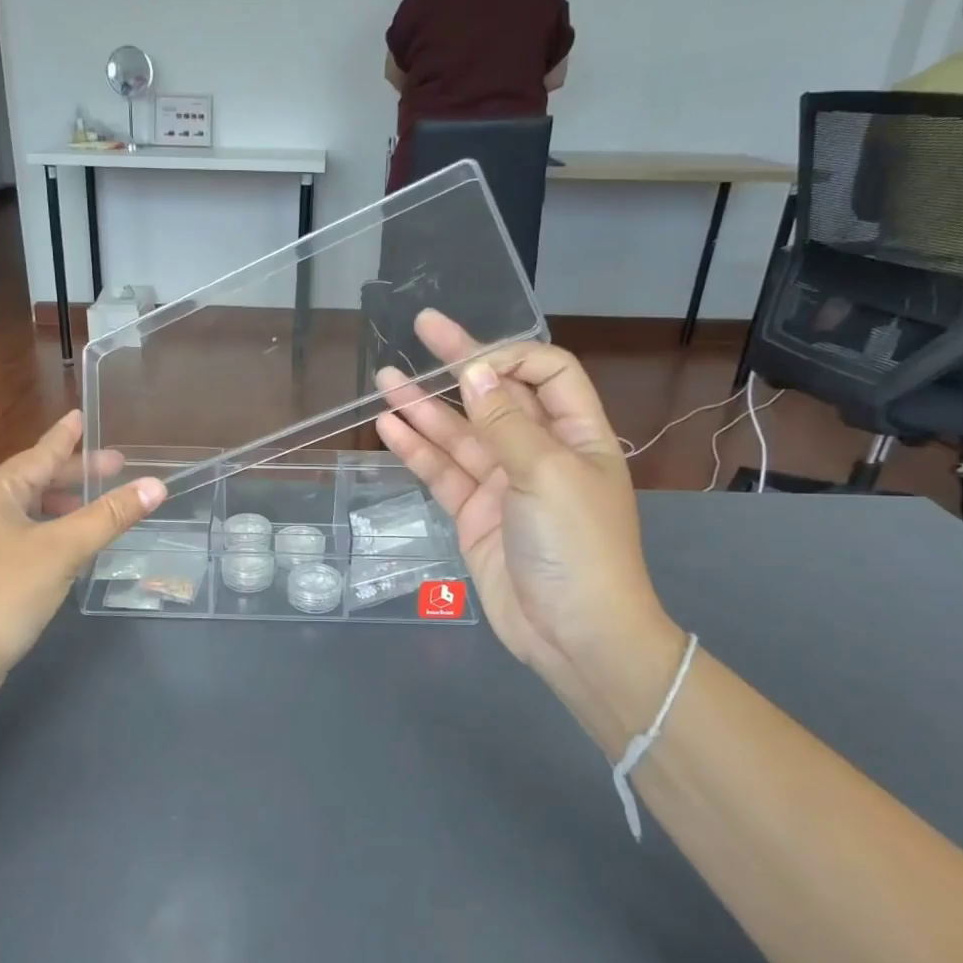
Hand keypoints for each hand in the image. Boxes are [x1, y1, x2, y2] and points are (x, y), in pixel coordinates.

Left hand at [0, 412, 164, 720]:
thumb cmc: (3, 593)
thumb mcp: (62, 549)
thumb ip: (109, 516)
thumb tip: (155, 485)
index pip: (38, 454)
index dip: (65, 437)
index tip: (82, 416)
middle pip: (35, 480)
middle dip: (74, 474)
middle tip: (115, 466)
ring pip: (30, 510)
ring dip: (64, 504)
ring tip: (98, 504)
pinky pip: (26, 534)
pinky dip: (52, 529)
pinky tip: (72, 543)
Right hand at [376, 312, 684, 742]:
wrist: (572, 633)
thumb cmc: (576, 545)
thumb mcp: (546, 474)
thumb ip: (505, 422)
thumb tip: (476, 368)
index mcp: (577, 435)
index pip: (545, 374)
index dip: (509, 356)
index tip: (469, 355)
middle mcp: (539, 452)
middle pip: (495, 396)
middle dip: (459, 363)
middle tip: (421, 328)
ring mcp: (503, 484)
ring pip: (459, 434)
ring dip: (425, 407)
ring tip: (385, 378)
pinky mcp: (474, 515)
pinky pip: (442, 473)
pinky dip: (417, 451)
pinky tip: (389, 428)